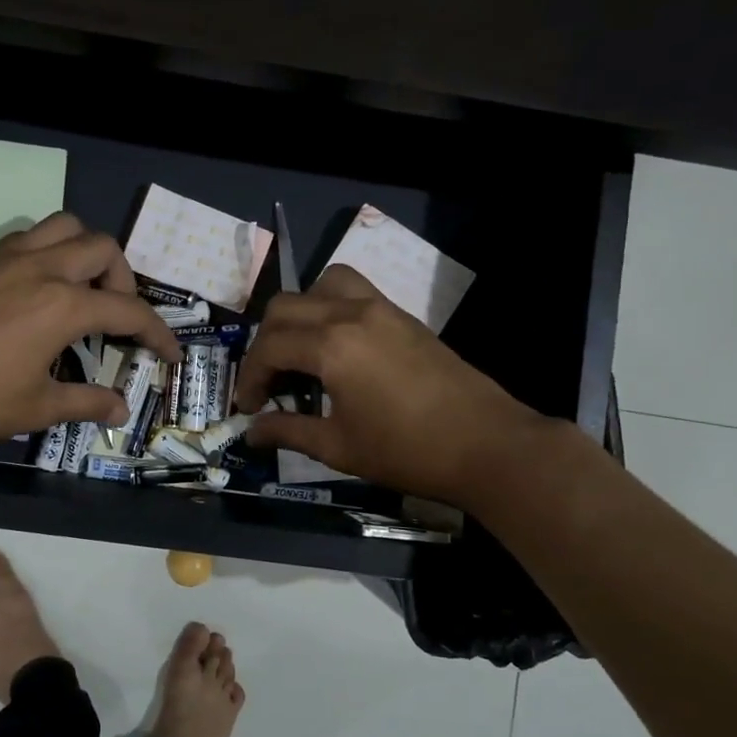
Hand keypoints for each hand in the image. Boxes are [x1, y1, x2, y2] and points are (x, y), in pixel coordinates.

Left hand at [0, 213, 181, 452]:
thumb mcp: (37, 408)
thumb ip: (86, 402)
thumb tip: (120, 409)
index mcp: (63, 304)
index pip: (128, 310)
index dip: (157, 332)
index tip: (169, 353)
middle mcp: (40, 268)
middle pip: (102, 247)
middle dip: (122, 279)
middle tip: (115, 315)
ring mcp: (4, 258)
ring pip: (62, 227)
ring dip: (84, 251)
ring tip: (79, 289)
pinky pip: (26, 239)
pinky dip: (46, 254)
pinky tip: (34, 291)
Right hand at [233, 264, 547, 506]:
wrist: (487, 445)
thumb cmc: (407, 451)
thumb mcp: (338, 447)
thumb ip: (288, 432)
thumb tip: (250, 432)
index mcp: (331, 346)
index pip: (268, 347)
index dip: (249, 378)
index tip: (248, 408)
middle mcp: (351, 313)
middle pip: (284, 307)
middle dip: (264, 343)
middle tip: (268, 383)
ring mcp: (381, 308)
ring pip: (321, 285)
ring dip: (299, 313)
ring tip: (300, 351)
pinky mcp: (403, 316)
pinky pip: (353, 291)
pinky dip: (330, 308)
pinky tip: (336, 349)